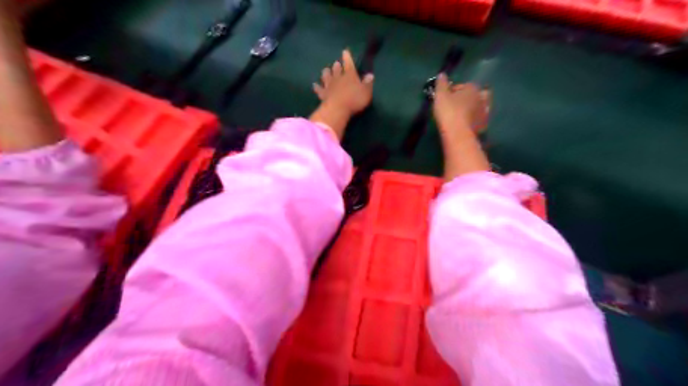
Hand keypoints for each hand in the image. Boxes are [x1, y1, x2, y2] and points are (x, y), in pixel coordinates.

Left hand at [314, 48, 373, 114]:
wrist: (338, 109)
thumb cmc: (354, 100)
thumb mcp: (366, 92)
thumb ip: (368, 83)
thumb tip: (370, 75)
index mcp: (350, 75)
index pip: (349, 64)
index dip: (347, 57)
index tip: (345, 51)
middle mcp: (338, 78)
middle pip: (336, 69)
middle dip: (336, 66)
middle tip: (336, 63)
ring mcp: (329, 86)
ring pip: (326, 77)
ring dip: (326, 73)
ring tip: (325, 70)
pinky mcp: (323, 94)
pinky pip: (319, 89)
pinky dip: (317, 87)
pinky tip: (314, 85)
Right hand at [435, 73, 488, 136]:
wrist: (458, 134)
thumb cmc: (449, 111)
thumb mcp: (440, 95)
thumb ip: (441, 84)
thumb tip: (442, 74)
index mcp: (472, 88)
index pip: (464, 86)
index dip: (454, 90)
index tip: (446, 97)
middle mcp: (482, 98)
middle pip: (476, 94)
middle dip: (469, 97)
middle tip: (459, 104)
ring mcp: (484, 112)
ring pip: (480, 107)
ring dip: (474, 108)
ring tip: (464, 114)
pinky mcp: (484, 125)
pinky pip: (480, 120)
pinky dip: (475, 120)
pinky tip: (468, 124)